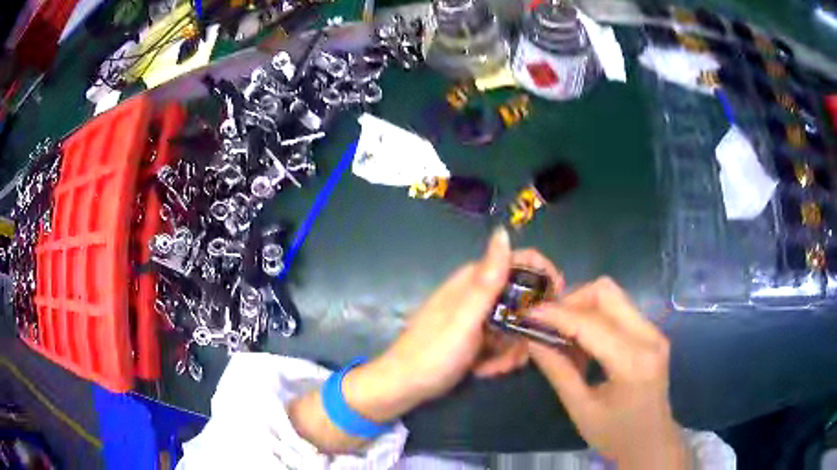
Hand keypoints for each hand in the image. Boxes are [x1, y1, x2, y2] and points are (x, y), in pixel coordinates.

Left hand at [289, 228, 563, 452]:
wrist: (405, 386)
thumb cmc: (433, 353)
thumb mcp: (464, 318)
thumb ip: (488, 279)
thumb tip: (503, 232)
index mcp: (474, 280)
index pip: (520, 261)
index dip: (543, 274)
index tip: (558, 299)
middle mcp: (478, 294)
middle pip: (524, 298)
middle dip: (526, 328)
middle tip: (517, 353)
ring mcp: (478, 317)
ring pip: (517, 324)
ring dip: (512, 350)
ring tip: (494, 368)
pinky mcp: (478, 338)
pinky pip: (504, 341)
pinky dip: (501, 358)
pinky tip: (485, 371)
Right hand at [527, 278, 688, 469]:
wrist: (652, 442)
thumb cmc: (616, 435)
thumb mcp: (581, 410)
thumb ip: (558, 371)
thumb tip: (532, 340)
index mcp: (633, 362)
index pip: (590, 323)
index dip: (555, 315)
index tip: (527, 314)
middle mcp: (648, 337)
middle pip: (606, 292)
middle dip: (571, 301)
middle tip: (547, 323)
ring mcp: (654, 332)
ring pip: (613, 296)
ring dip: (582, 307)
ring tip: (562, 334)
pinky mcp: (652, 334)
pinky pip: (620, 310)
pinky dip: (595, 318)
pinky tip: (582, 343)